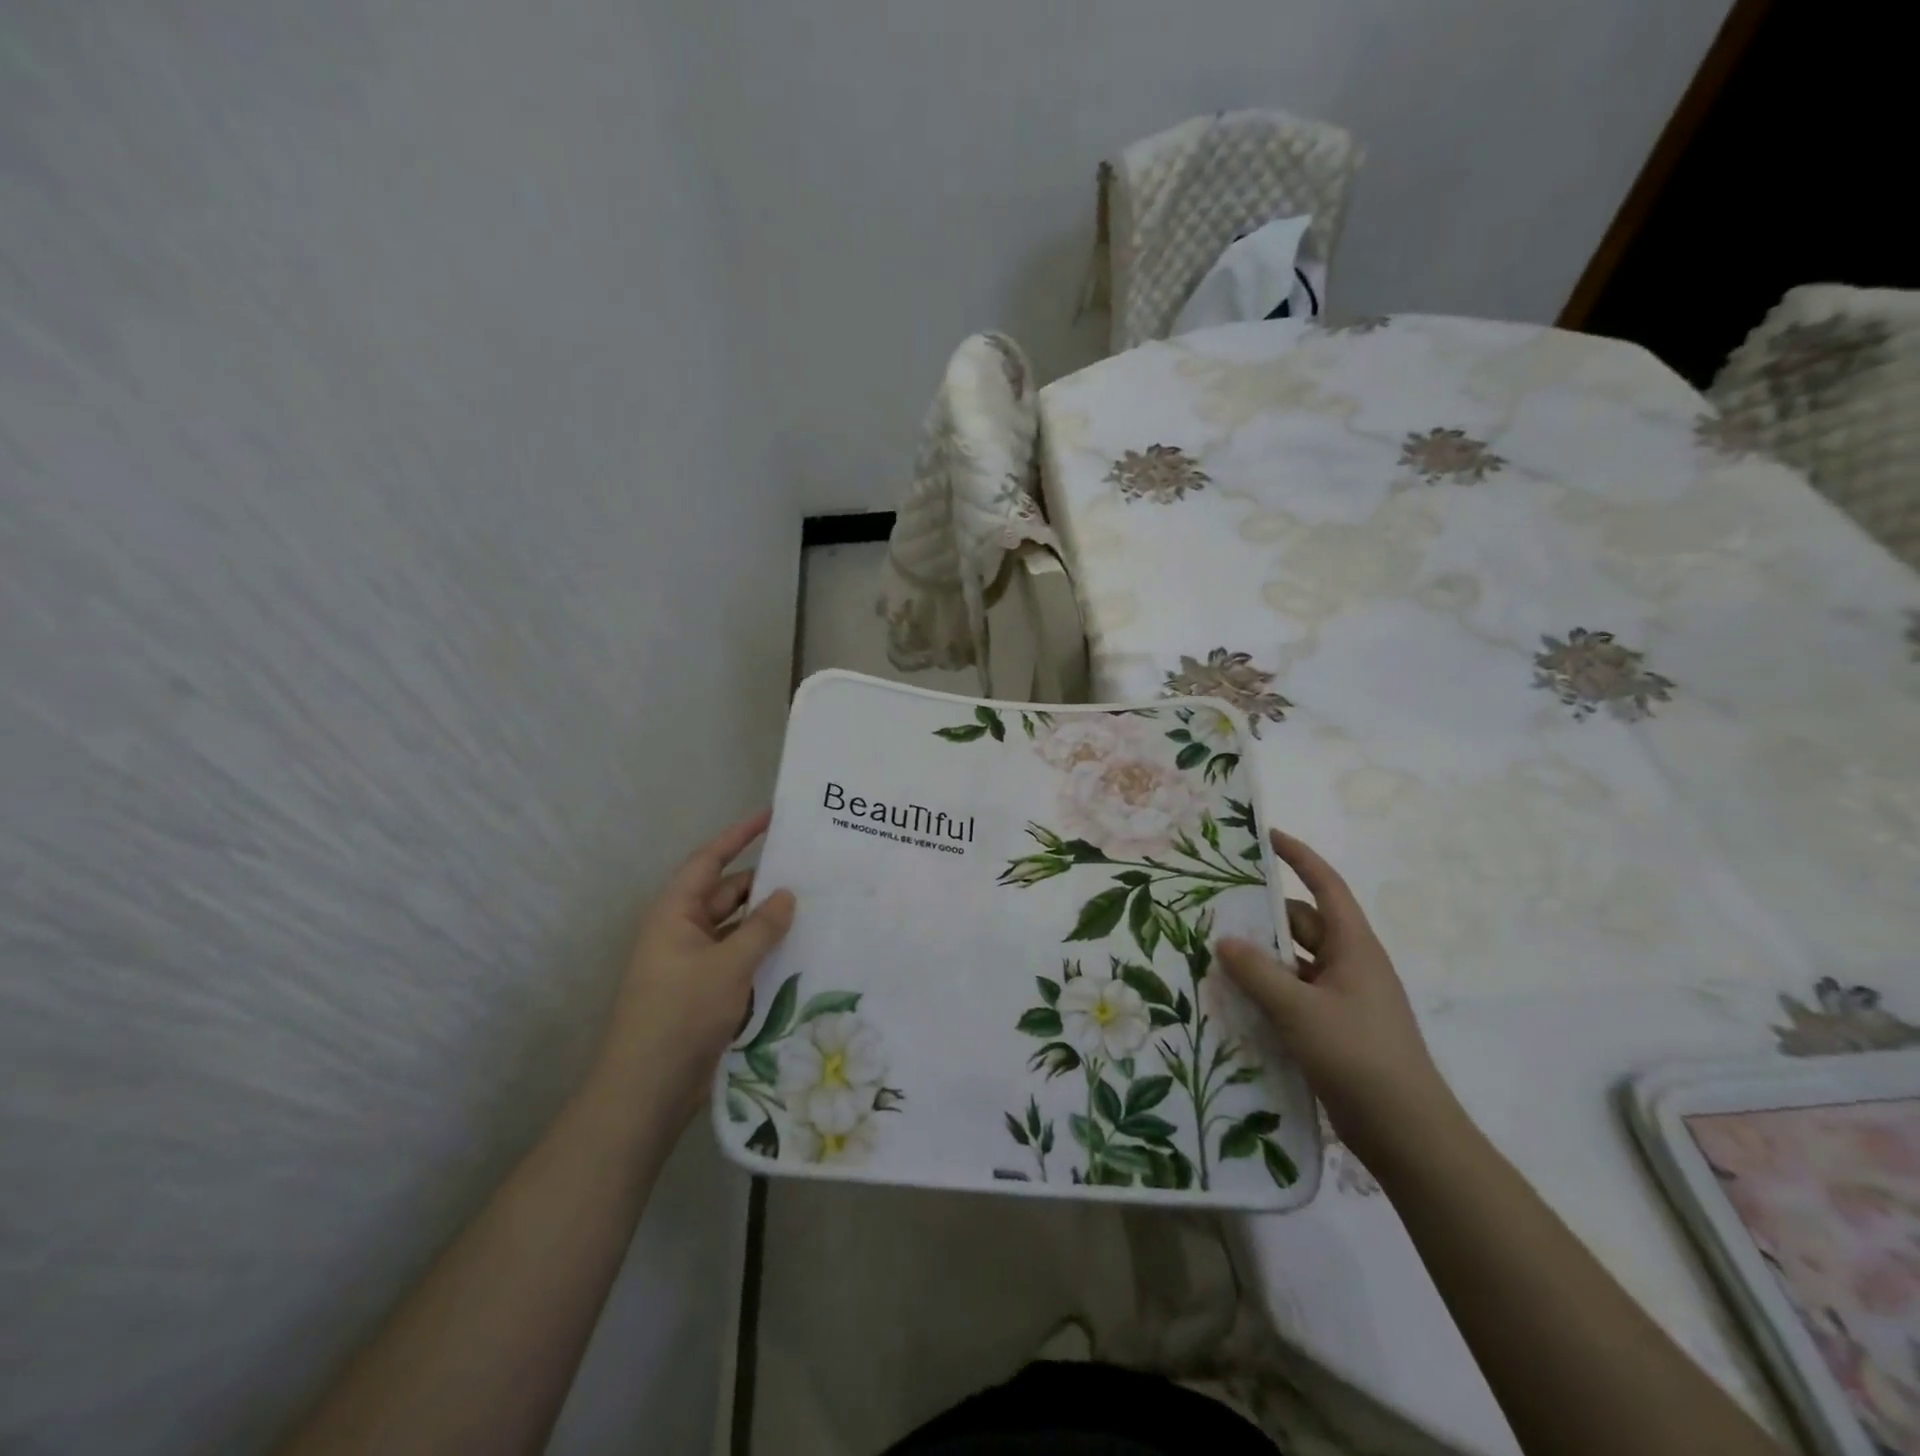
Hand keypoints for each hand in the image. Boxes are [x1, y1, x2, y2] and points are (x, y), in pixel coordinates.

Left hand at [596, 810, 795, 1120]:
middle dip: (765, 883)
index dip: (739, 835)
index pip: (710, 860)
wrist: (647, 1091)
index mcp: (675, 913)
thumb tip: (787, 894)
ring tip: (816, 908)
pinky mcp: (708, 991)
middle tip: (812, 871)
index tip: (772, 815)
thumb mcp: (727, 966)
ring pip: (738, 928)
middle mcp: (683, 931)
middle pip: (728, 894)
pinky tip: (801, 952)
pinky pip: (741, 958)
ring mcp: (695, 963)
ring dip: (769, 921)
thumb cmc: (680, 1015)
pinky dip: (766, 952)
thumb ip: (762, 927)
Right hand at [1216, 829, 1455, 1166]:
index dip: (1298, 857)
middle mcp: (1349, 965)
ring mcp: (1342, 998)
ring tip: (1213, 953)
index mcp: (1353, 947)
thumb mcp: (1300, 1010)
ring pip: (1294, 962)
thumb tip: (1224, 940)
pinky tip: (1233, 999)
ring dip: (1260, 958)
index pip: (1326, 885)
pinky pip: (1293, 994)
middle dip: (1263, 915)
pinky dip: (1267, 991)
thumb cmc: (1359, 1056)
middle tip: (1215, 907)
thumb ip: (1258, 972)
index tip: (1265, 836)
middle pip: (1301, 924)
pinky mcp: (1333, 1028)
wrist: (1408, 1134)